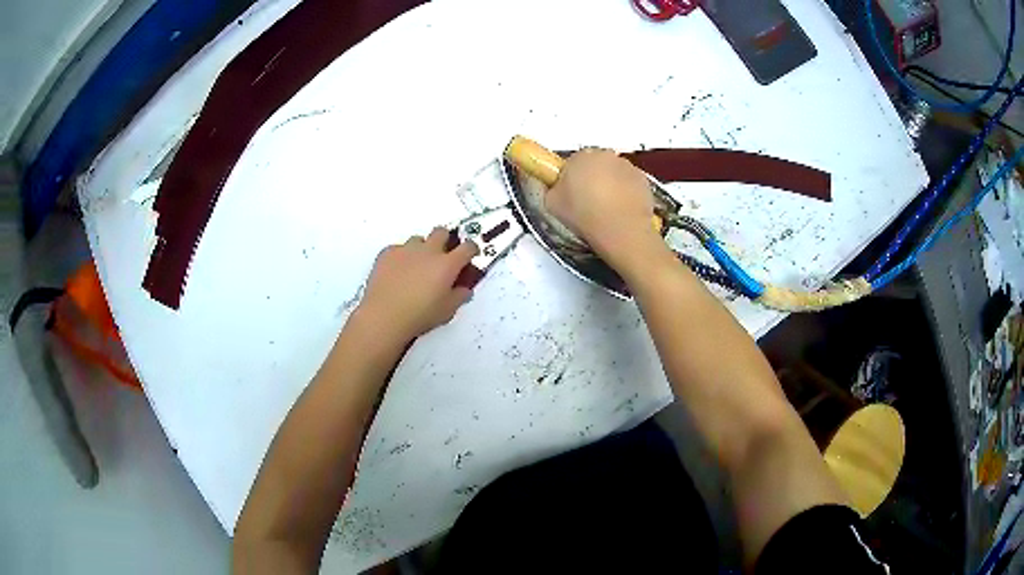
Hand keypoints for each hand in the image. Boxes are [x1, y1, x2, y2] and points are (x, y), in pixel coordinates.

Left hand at [355, 227, 478, 343]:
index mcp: (447, 264)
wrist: (384, 316)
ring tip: (416, 267)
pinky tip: (397, 272)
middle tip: (441, 257)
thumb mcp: (447, 311)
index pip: (468, 247)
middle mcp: (428, 251)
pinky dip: (401, 257)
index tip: (469, 255)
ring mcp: (406, 250)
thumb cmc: (418, 315)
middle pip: (442, 232)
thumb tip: (464, 290)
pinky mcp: (387, 253)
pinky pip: (398, 248)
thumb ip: (459, 296)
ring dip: (421, 249)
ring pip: (418, 239)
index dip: (471, 250)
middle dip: (444, 240)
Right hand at [545, 149, 661, 267]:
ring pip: (615, 172)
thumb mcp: (551, 204)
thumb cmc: (583, 215)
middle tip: (589, 201)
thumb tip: (556, 187)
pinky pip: (631, 183)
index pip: (573, 160)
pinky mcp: (644, 179)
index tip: (572, 193)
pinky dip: (627, 192)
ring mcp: (627, 166)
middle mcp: (605, 155)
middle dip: (592, 177)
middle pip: (596, 163)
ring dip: (611, 184)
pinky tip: (622, 210)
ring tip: (607, 209)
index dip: (572, 177)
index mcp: (580, 156)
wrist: (621, 231)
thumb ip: (551, 189)